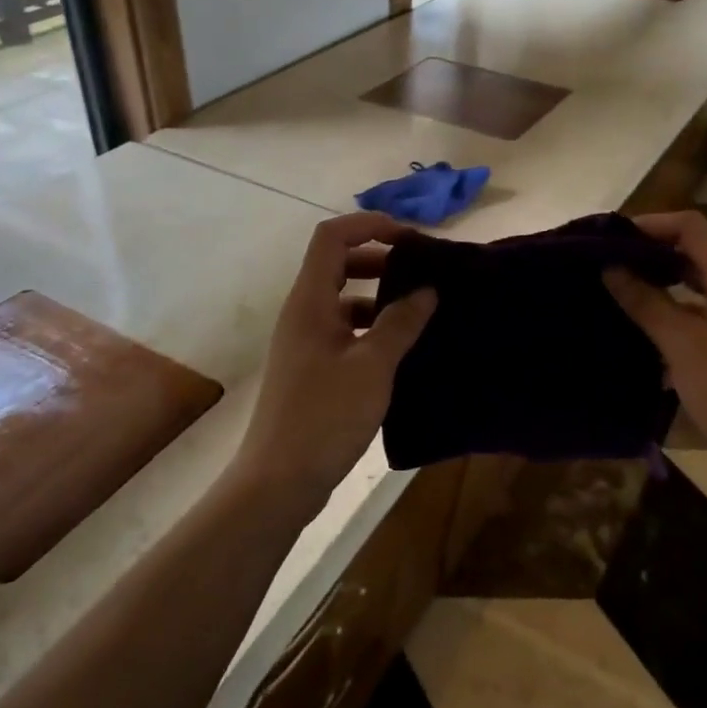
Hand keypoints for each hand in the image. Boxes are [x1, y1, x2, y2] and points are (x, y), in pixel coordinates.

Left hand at [230, 212, 436, 514]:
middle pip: (338, 263)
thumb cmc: (325, 416)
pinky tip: (401, 347)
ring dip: (378, 295)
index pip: (332, 237)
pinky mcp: (312, 367)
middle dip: (379, 259)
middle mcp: (303, 312)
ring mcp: (305, 341)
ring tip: (420, 309)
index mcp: (310, 301)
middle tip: (421, 272)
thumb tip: (427, 290)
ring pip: (343, 299)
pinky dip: (372, 326)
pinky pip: (344, 329)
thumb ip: (401, 323)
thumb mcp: (372, 366)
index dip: (369, 225)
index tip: (410, 239)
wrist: (279, 482)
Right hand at [604, 211, 706, 534]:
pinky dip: (677, 323)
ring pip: (700, 293)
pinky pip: (706, 323)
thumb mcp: (682, 343)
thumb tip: (611, 267)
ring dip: (663, 292)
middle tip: (610, 270)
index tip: (612, 239)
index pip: (692, 228)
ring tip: (623, 303)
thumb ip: (646, 302)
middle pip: (696, 258)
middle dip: (652, 258)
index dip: (651, 225)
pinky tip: (651, 345)